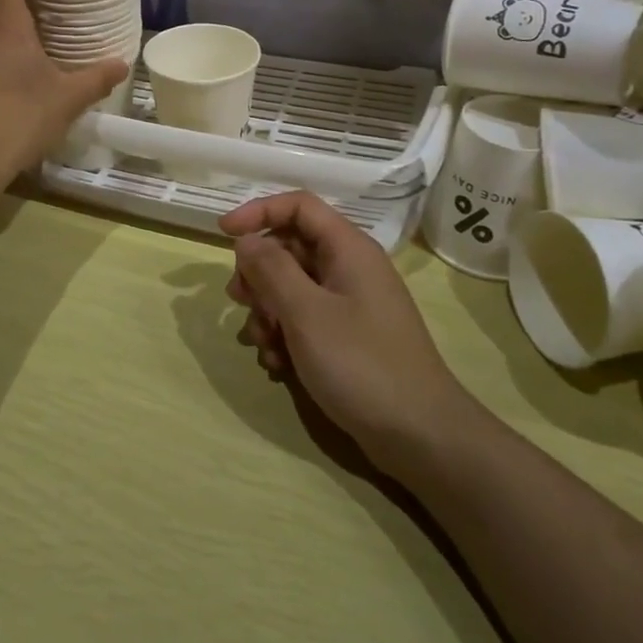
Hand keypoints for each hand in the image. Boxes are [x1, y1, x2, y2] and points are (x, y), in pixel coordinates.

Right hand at [221, 192, 463, 472]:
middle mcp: (350, 269)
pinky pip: (306, 319)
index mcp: (348, 249)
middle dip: (258, 272)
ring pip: (293, 287)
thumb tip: (246, 241)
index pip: (298, 206)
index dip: (258, 212)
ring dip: (268, 309)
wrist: (420, 436)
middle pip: (291, 247)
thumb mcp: (306, 313)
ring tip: (261, 343)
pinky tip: (277, 365)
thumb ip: (271, 269)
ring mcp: (351, 304)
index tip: (223, 234)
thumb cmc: (361, 364)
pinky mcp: (349, 337)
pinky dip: (285, 335)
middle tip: (238, 300)